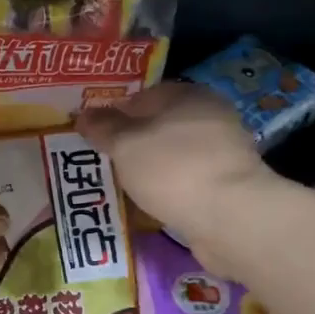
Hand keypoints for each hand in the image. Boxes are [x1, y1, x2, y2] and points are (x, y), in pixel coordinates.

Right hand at [79, 84, 273, 254]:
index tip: (92, 136)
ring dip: (150, 171)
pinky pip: (186, 183)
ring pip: (173, 156)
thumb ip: (103, 128)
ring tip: (121, 188)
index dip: (114, 114)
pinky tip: (149, 206)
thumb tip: (84, 114)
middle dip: (132, 145)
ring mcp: (222, 153)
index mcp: (187, 95)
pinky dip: (167, 191)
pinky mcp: (226, 186)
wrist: (230, 218)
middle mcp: (209, 117)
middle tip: (103, 164)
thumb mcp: (126, 145)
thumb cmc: (172, 169)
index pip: (142, 96)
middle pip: (159, 127)